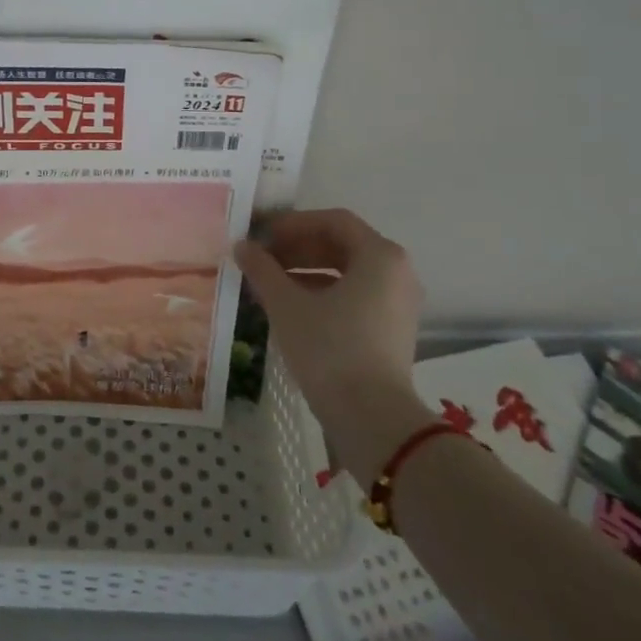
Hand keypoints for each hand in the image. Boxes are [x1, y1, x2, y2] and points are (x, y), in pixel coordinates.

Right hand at [235, 209, 428, 470]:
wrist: (372, 419)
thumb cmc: (330, 349)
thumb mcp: (287, 305)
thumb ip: (262, 269)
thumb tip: (242, 246)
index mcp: (380, 255)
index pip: (332, 221)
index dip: (292, 224)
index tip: (261, 237)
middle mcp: (397, 272)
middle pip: (341, 245)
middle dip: (296, 249)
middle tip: (260, 259)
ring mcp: (398, 303)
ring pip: (346, 273)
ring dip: (305, 272)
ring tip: (267, 284)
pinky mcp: (392, 331)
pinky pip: (355, 297)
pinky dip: (322, 295)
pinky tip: (289, 308)